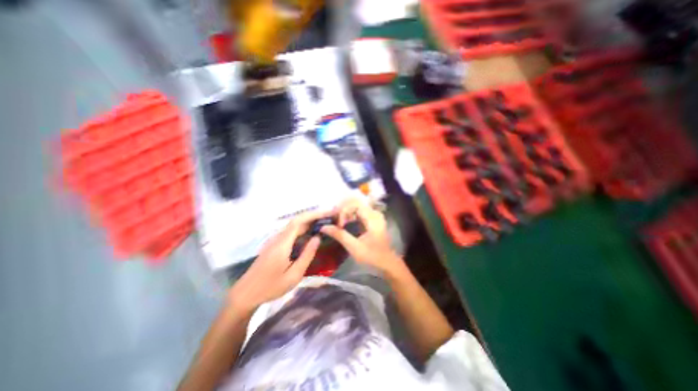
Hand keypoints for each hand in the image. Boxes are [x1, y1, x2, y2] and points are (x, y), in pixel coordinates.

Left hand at [228, 211, 328, 314]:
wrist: (245, 294)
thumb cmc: (271, 287)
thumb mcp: (294, 275)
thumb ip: (307, 255)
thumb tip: (317, 238)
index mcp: (283, 243)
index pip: (298, 222)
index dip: (313, 215)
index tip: (326, 213)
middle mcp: (278, 238)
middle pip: (296, 221)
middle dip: (313, 217)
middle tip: (329, 217)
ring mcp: (274, 240)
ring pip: (293, 226)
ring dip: (308, 222)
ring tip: (322, 223)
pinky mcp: (274, 245)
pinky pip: (290, 232)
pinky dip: (302, 229)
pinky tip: (309, 233)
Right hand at [320, 200, 406, 275]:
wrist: (387, 262)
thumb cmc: (372, 256)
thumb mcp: (355, 248)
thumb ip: (340, 235)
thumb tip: (324, 227)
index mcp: (373, 218)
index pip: (355, 205)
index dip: (344, 211)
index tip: (339, 225)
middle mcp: (374, 213)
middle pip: (355, 202)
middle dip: (343, 209)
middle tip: (334, 220)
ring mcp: (373, 215)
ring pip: (356, 205)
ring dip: (345, 212)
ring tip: (337, 222)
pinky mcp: (371, 218)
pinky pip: (358, 211)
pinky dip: (349, 215)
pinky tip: (343, 222)